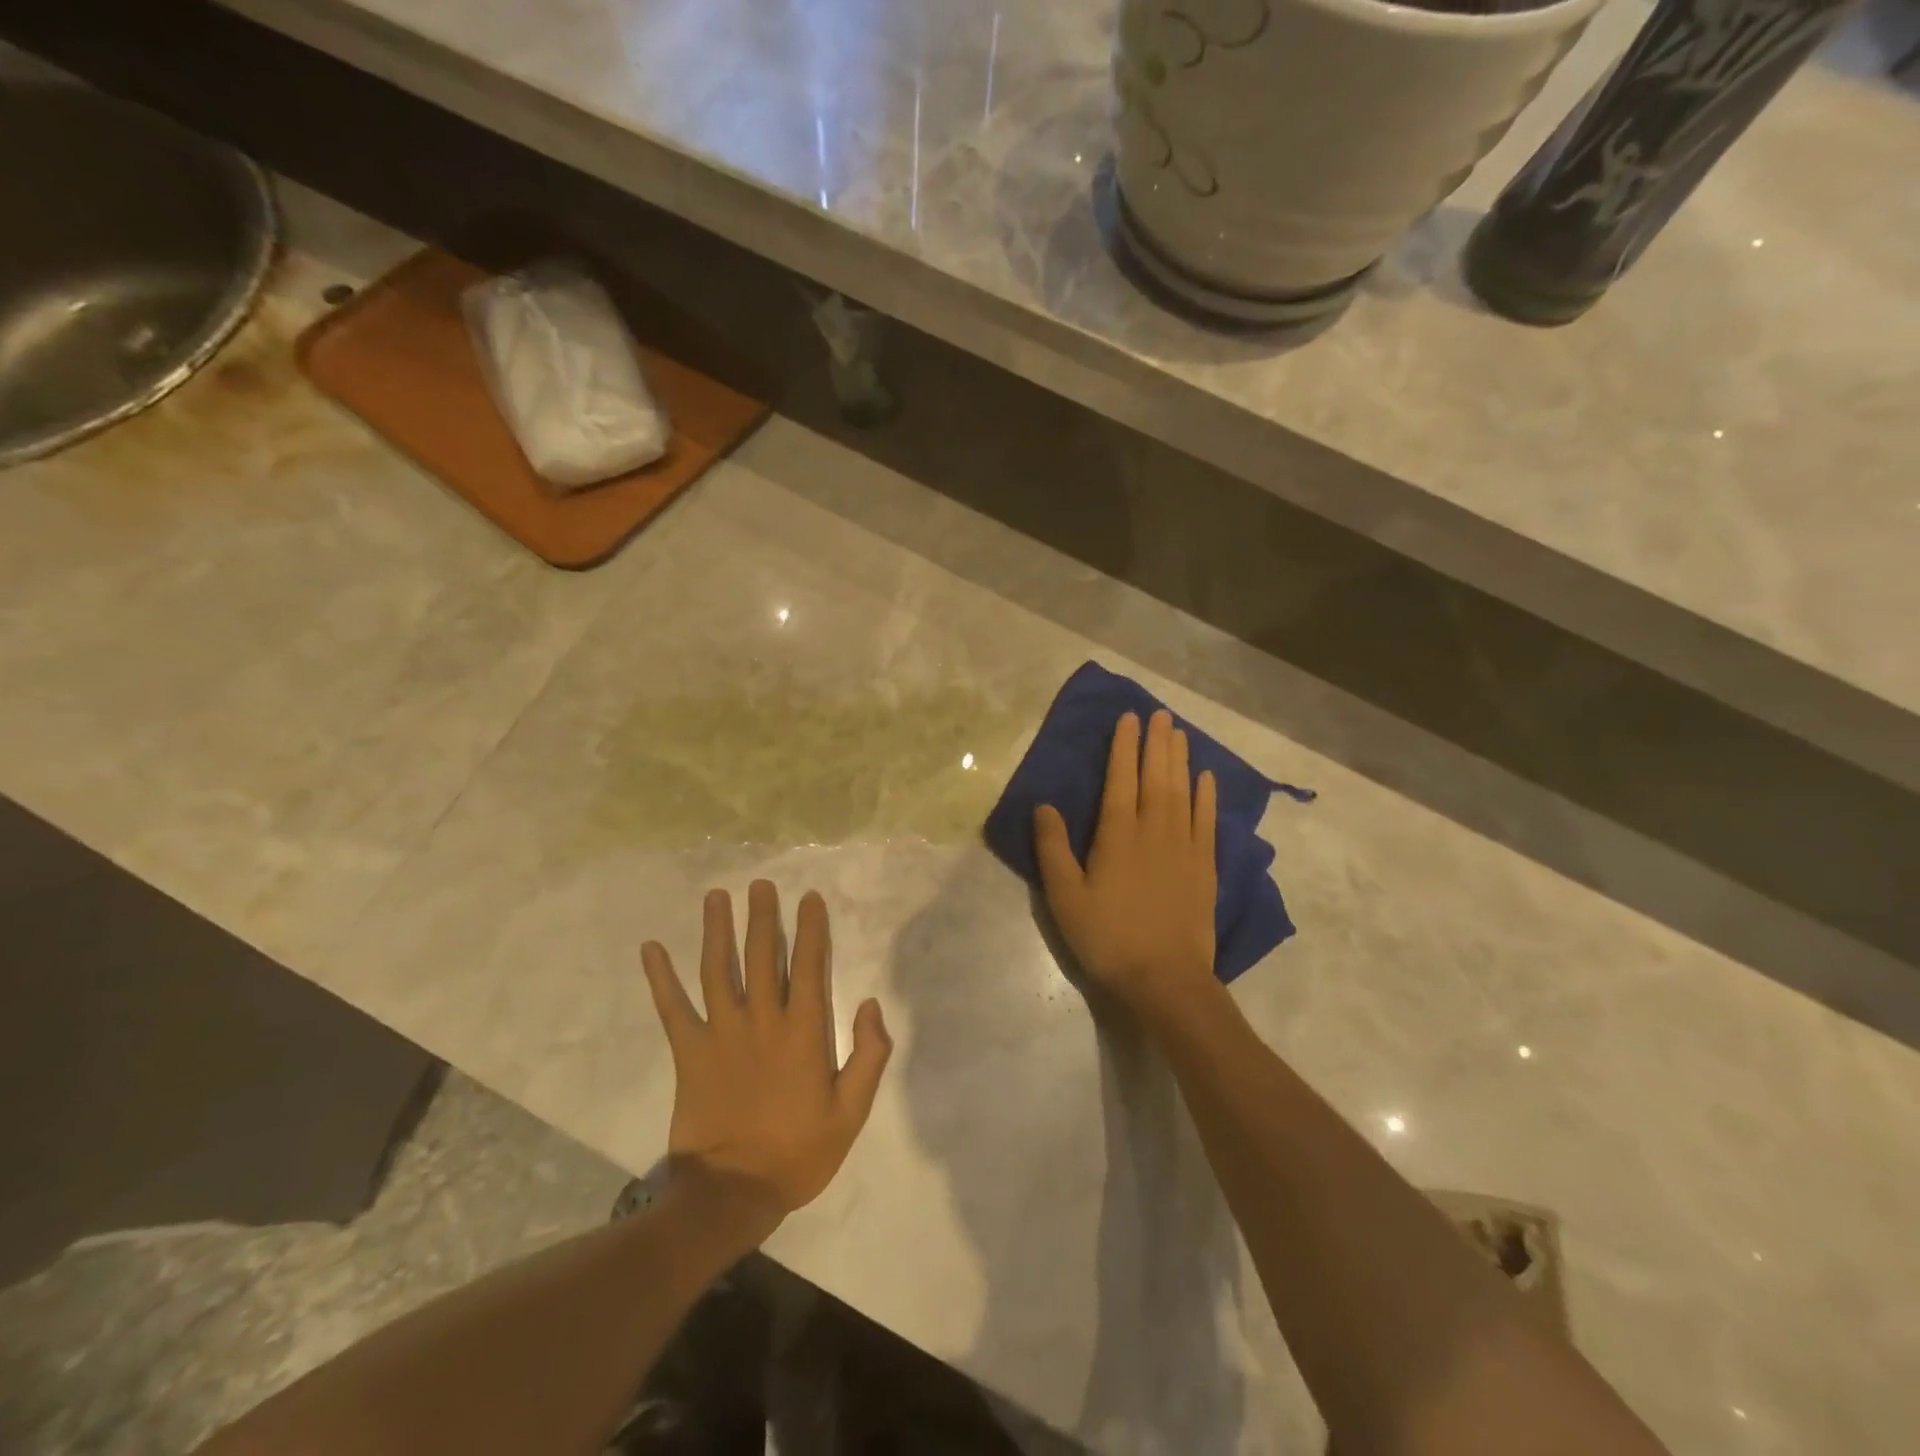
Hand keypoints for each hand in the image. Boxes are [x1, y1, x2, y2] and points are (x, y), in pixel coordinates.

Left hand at [641, 881, 891, 1222]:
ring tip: (716, 897)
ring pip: (718, 970)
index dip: (811, 929)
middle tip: (760, 884)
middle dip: (762, 916)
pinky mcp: (689, 1053)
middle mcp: (761, 1021)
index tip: (810, 899)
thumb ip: (868, 1056)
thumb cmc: (797, 1154)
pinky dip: (660, 978)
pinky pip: (672, 1009)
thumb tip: (870, 1006)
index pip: (808, 966)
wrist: (732, 1194)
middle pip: (761, 956)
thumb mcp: (850, 1114)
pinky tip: (651, 949)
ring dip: (717, 931)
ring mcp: (721, 1034)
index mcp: (802, 1032)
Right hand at [1034, 710, 1220, 1020]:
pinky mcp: (1205, 866)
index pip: (1121, 778)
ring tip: (1179, 732)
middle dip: (1156, 743)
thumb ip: (1053, 848)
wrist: (1164, 978)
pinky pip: (1206, 820)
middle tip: (1159, 714)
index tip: (1129, 718)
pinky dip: (1206, 796)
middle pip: (1156, 776)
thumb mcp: (1065, 897)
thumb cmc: (1107, 937)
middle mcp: (1154, 830)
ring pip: (1183, 791)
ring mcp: (1184, 846)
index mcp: (1117, 834)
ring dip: (1180, 760)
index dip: (1124, 746)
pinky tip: (1206, 778)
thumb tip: (1044, 805)